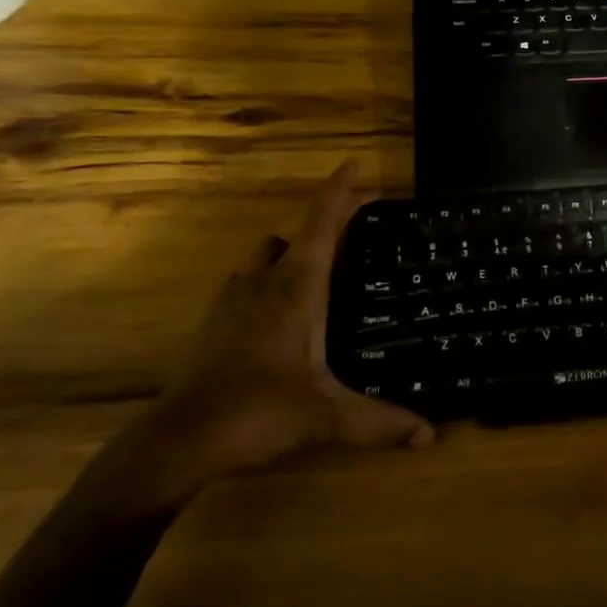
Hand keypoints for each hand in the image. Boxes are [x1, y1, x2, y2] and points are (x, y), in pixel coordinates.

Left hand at [119, 161, 433, 505]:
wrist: (176, 442)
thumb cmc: (255, 413)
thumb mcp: (324, 417)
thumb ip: (379, 422)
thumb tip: (430, 433)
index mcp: (297, 289)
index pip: (322, 226)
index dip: (338, 192)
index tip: (354, 164)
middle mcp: (265, 283)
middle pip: (298, 234)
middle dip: (326, 223)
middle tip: (357, 230)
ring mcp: (234, 301)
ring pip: (267, 257)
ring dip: (292, 253)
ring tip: (320, 273)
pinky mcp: (215, 323)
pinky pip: (247, 284)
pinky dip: (267, 282)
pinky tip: (278, 313)